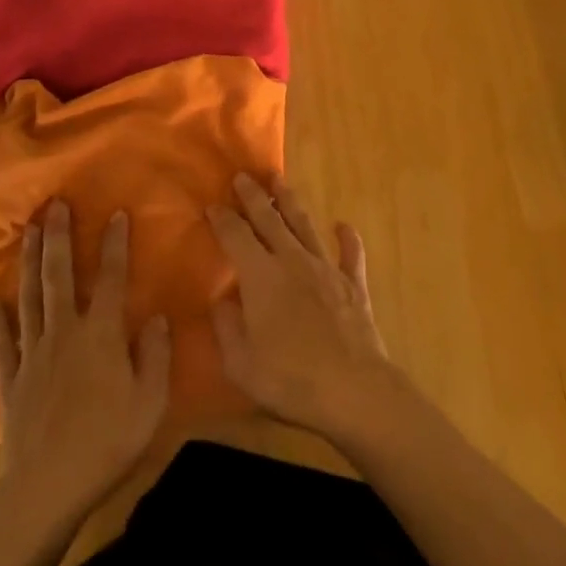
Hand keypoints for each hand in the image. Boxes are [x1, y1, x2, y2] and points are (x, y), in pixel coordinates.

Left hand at [0, 202, 170, 518]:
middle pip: (60, 275)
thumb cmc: (107, 443)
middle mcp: (65, 332)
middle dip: (59, 236)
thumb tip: (157, 317)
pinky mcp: (12, 380)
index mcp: (101, 334)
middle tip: (54, 204)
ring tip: (28, 231)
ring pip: (30, 297)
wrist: (46, 489)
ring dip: (30, 261)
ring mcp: (34, 353)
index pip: (112, 277)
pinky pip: (4, 342)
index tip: (117, 213)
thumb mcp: (150, 402)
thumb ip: (156, 356)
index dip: (116, 243)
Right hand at [207, 174, 397, 441]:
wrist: (352, 389)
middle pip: (269, 219)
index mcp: (261, 276)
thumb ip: (226, 327)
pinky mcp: (353, 284)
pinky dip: (347, 238)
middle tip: (242, 176)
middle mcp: (292, 260)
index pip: (236, 236)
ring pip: (305, 225)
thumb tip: (222, 300)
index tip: (212, 205)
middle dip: (253, 196)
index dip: (222, 219)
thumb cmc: (290, 380)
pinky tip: (342, 225)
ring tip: (280, 180)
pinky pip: (350, 254)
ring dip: (290, 201)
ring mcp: (326, 269)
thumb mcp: (240, 364)